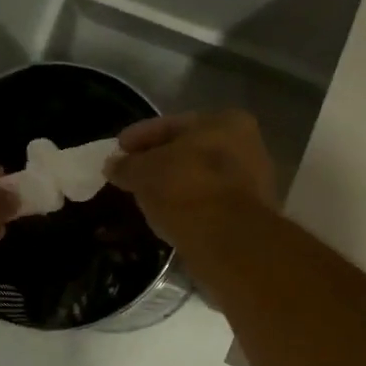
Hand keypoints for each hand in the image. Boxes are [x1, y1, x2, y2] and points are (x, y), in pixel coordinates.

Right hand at [104, 110, 277, 247]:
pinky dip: (187, 208)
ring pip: (200, 180)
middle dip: (160, 162)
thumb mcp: (145, 172)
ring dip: (174, 187)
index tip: (118, 149)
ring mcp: (251, 184)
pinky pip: (207, 205)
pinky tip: (167, 217)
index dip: (140, 136)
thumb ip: (127, 165)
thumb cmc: (186, 190)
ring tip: (146, 198)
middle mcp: (247, 147)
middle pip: (190, 152)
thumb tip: (113, 164)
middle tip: (130, 175)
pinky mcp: (248, 218)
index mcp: (226, 122)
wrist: (228, 242)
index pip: (173, 124)